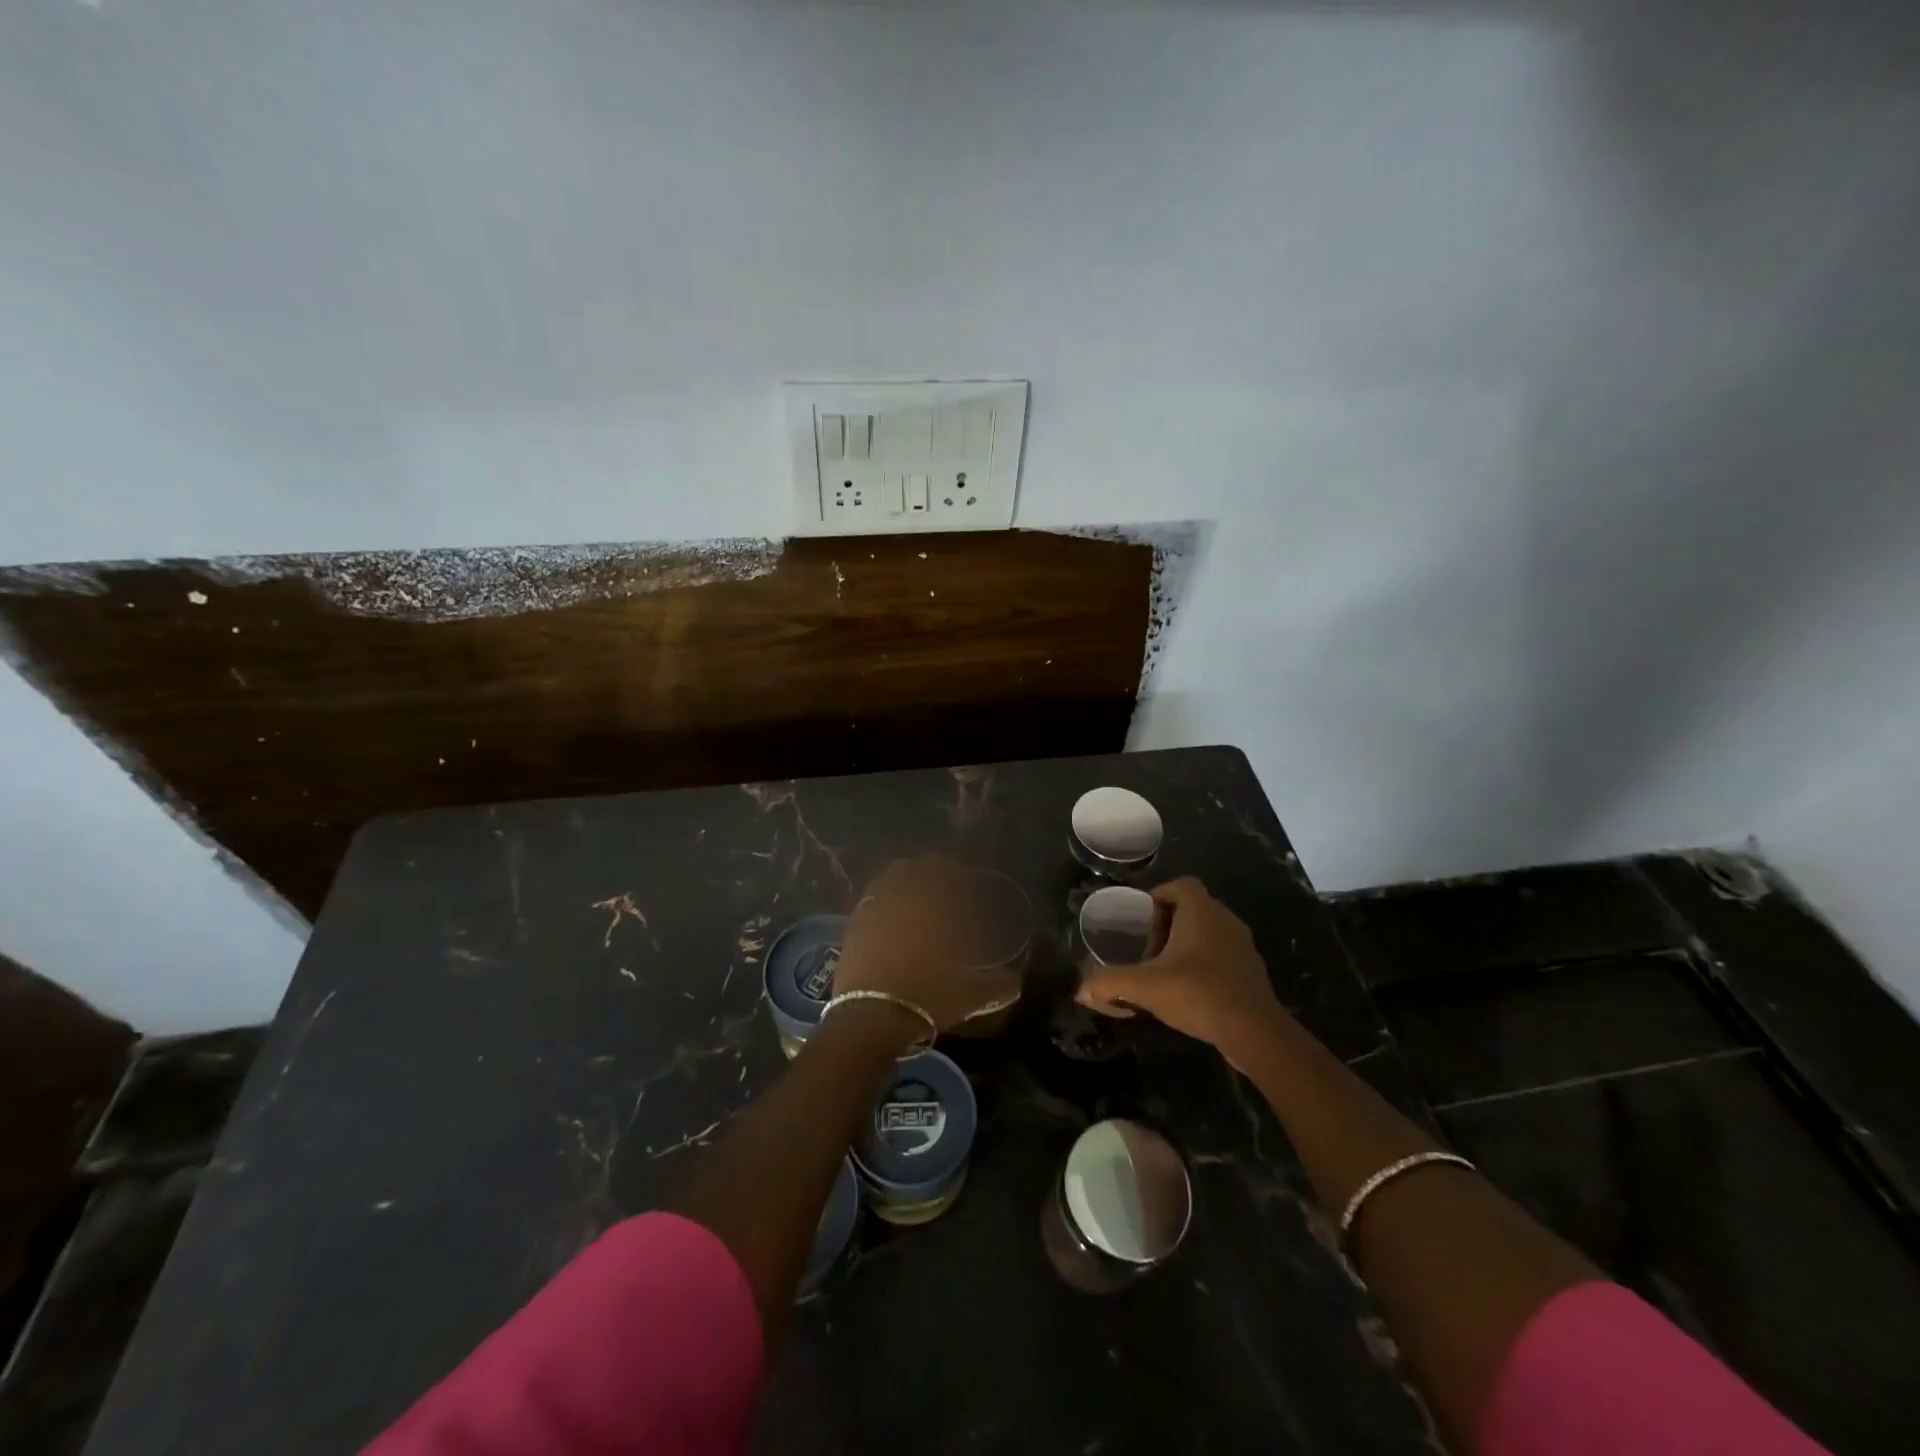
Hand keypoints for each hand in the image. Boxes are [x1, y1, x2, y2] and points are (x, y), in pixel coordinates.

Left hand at [836, 856, 1023, 1034]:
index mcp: (933, 903)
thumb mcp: (970, 995)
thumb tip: (1017, 982)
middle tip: (944, 888)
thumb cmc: (926, 996)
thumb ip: (997, 984)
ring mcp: (875, 905)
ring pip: (890, 876)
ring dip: (905, 879)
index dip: (958, 871)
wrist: (871, 1016)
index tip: (967, 882)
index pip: (946, 868)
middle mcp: (903, 895)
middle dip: (931, 871)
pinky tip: (890, 915)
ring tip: (916, 897)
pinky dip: (883, 897)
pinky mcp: (854, 922)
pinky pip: (871, 897)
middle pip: (916, 866)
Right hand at [1075, 877, 1284, 1064]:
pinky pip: (1221, 955)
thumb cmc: (1198, 993)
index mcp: (1201, 911)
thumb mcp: (1145, 987)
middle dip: (1167, 925)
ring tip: (1165, 973)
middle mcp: (1225, 920)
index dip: (1158, 897)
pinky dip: (1203, 964)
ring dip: (1185, 946)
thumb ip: (1109, 983)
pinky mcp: (1252, 971)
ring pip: (1208, 933)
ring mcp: (1243, 945)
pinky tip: (1189, 992)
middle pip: (1192, 908)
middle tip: (1147, 951)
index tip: (1141, 923)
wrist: (1255, 1032)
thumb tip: (1080, 992)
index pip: (1180, 885)